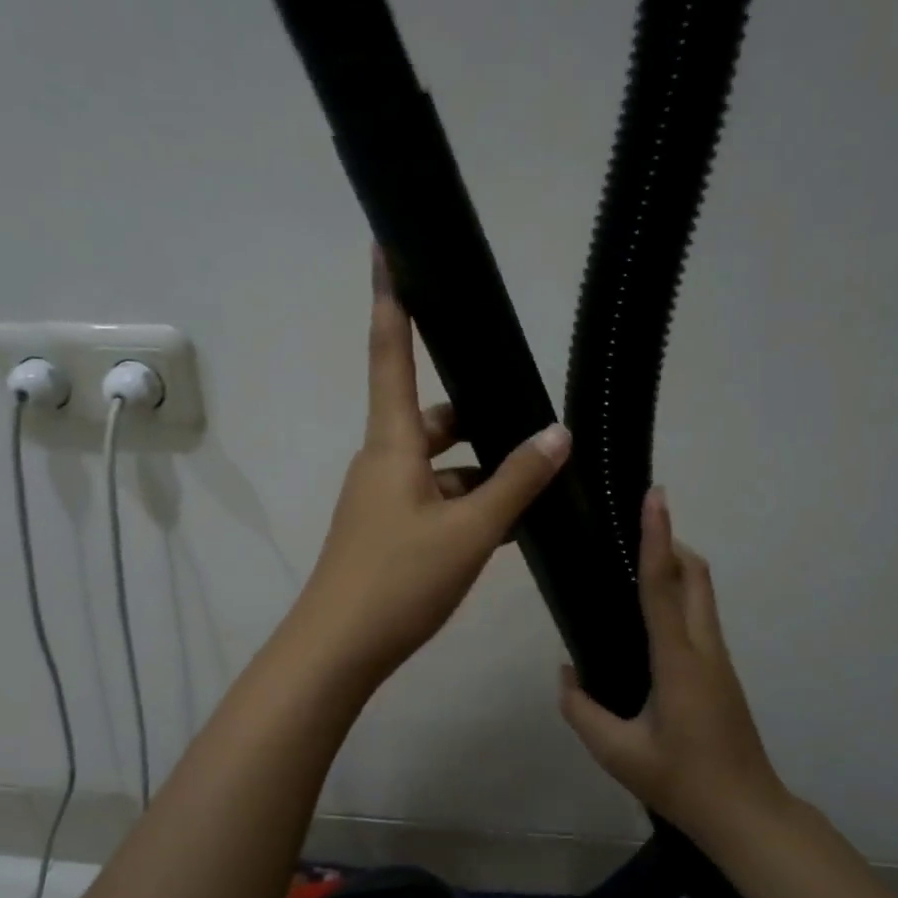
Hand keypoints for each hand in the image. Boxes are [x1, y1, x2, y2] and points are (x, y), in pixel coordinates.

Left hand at [291, 246, 571, 686]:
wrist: (339, 650)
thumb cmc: (398, 579)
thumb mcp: (469, 530)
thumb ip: (516, 481)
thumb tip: (558, 434)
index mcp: (392, 443)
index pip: (391, 353)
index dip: (391, 300)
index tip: (388, 247)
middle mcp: (383, 461)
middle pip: (430, 416)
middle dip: (475, 414)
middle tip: (530, 418)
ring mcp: (383, 499)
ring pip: (439, 465)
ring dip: (480, 470)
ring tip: (535, 480)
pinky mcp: (389, 532)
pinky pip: (435, 500)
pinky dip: (467, 504)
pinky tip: (507, 525)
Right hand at [559, 487, 790, 841]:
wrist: (747, 813)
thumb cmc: (681, 782)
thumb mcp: (617, 753)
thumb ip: (581, 709)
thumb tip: (565, 673)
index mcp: (678, 662)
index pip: (663, 587)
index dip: (657, 538)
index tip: (654, 497)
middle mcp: (704, 649)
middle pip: (696, 576)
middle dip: (669, 542)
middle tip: (632, 526)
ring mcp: (719, 659)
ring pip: (703, 593)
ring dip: (676, 566)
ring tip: (633, 562)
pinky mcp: (720, 671)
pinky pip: (700, 615)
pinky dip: (678, 594)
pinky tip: (648, 614)